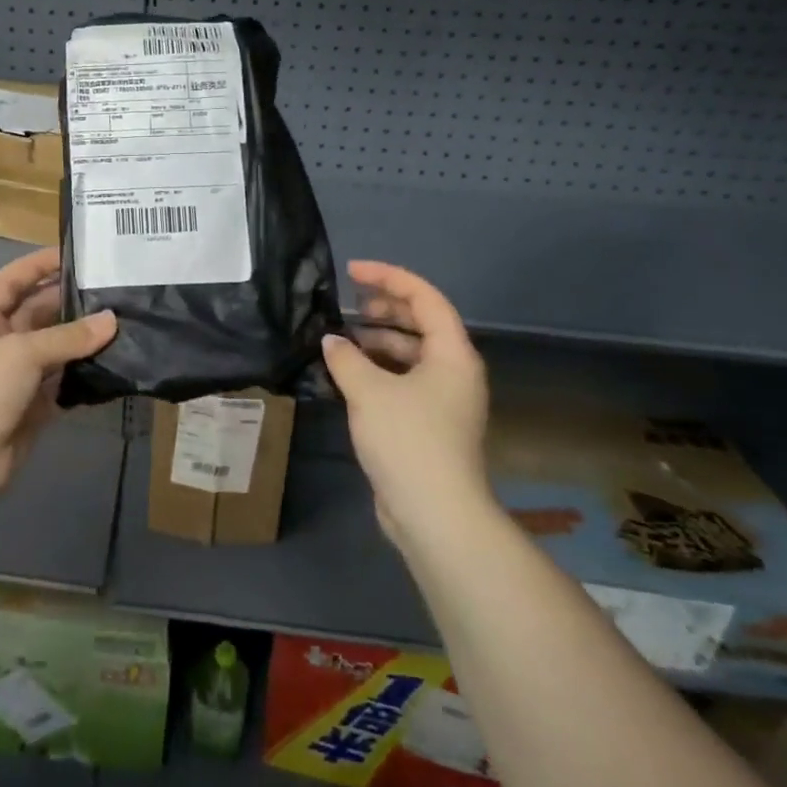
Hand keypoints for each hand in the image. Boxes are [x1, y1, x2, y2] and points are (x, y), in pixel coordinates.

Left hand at [0, 247, 117, 504]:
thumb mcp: (21, 352)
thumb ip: (67, 337)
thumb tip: (112, 320)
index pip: (12, 281)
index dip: (39, 265)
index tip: (76, 254)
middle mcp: (0, 343)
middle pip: (39, 313)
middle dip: (71, 302)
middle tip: (114, 289)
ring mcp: (18, 377)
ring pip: (57, 349)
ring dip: (84, 340)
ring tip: (125, 322)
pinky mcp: (35, 407)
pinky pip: (65, 383)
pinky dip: (86, 375)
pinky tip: (116, 363)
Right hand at [320, 260, 490, 551]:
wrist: (435, 513)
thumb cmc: (408, 439)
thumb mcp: (369, 390)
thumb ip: (346, 357)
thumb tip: (332, 341)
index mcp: (452, 354)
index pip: (425, 298)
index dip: (388, 278)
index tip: (352, 272)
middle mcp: (454, 371)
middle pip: (421, 323)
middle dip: (384, 308)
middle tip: (347, 305)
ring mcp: (444, 400)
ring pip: (411, 354)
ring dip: (377, 341)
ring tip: (341, 339)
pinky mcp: (429, 424)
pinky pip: (403, 380)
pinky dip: (378, 369)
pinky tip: (347, 374)